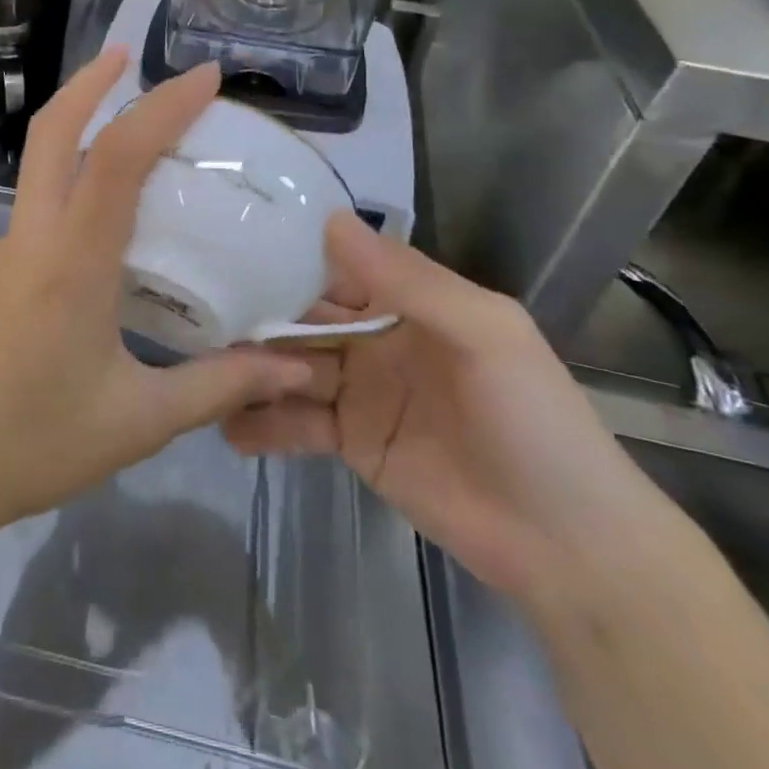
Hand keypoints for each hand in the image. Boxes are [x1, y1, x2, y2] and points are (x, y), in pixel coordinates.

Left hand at [0, 50, 317, 547]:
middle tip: (130, 55)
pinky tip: (104, 231)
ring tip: (137, 141)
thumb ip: (220, 387)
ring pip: (39, 169)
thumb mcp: (138, 420)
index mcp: (71, 261)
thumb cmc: (32, 445)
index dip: (162, 106)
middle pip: (52, 132)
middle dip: (91, 82)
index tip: (205, 75)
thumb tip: (294, 370)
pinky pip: (36, 213)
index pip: (117, 156)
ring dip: (79, 134)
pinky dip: (71, 189)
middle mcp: (30, 238)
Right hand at [224, 216, 666, 603]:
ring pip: (293, 366)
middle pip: (306, 317)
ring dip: (252, 367)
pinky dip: (263, 424)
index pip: (338, 268)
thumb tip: (330, 220)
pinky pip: (297, 424)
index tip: (233, 244)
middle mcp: (378, 338)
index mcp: (411, 303)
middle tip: (199, 311)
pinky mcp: (350, 443)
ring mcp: (361, 392)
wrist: (569, 547)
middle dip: (259, 314)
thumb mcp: (484, 334)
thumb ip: (408, 280)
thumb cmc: (534, 422)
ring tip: (204, 369)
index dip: (290, 257)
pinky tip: (227, 426)